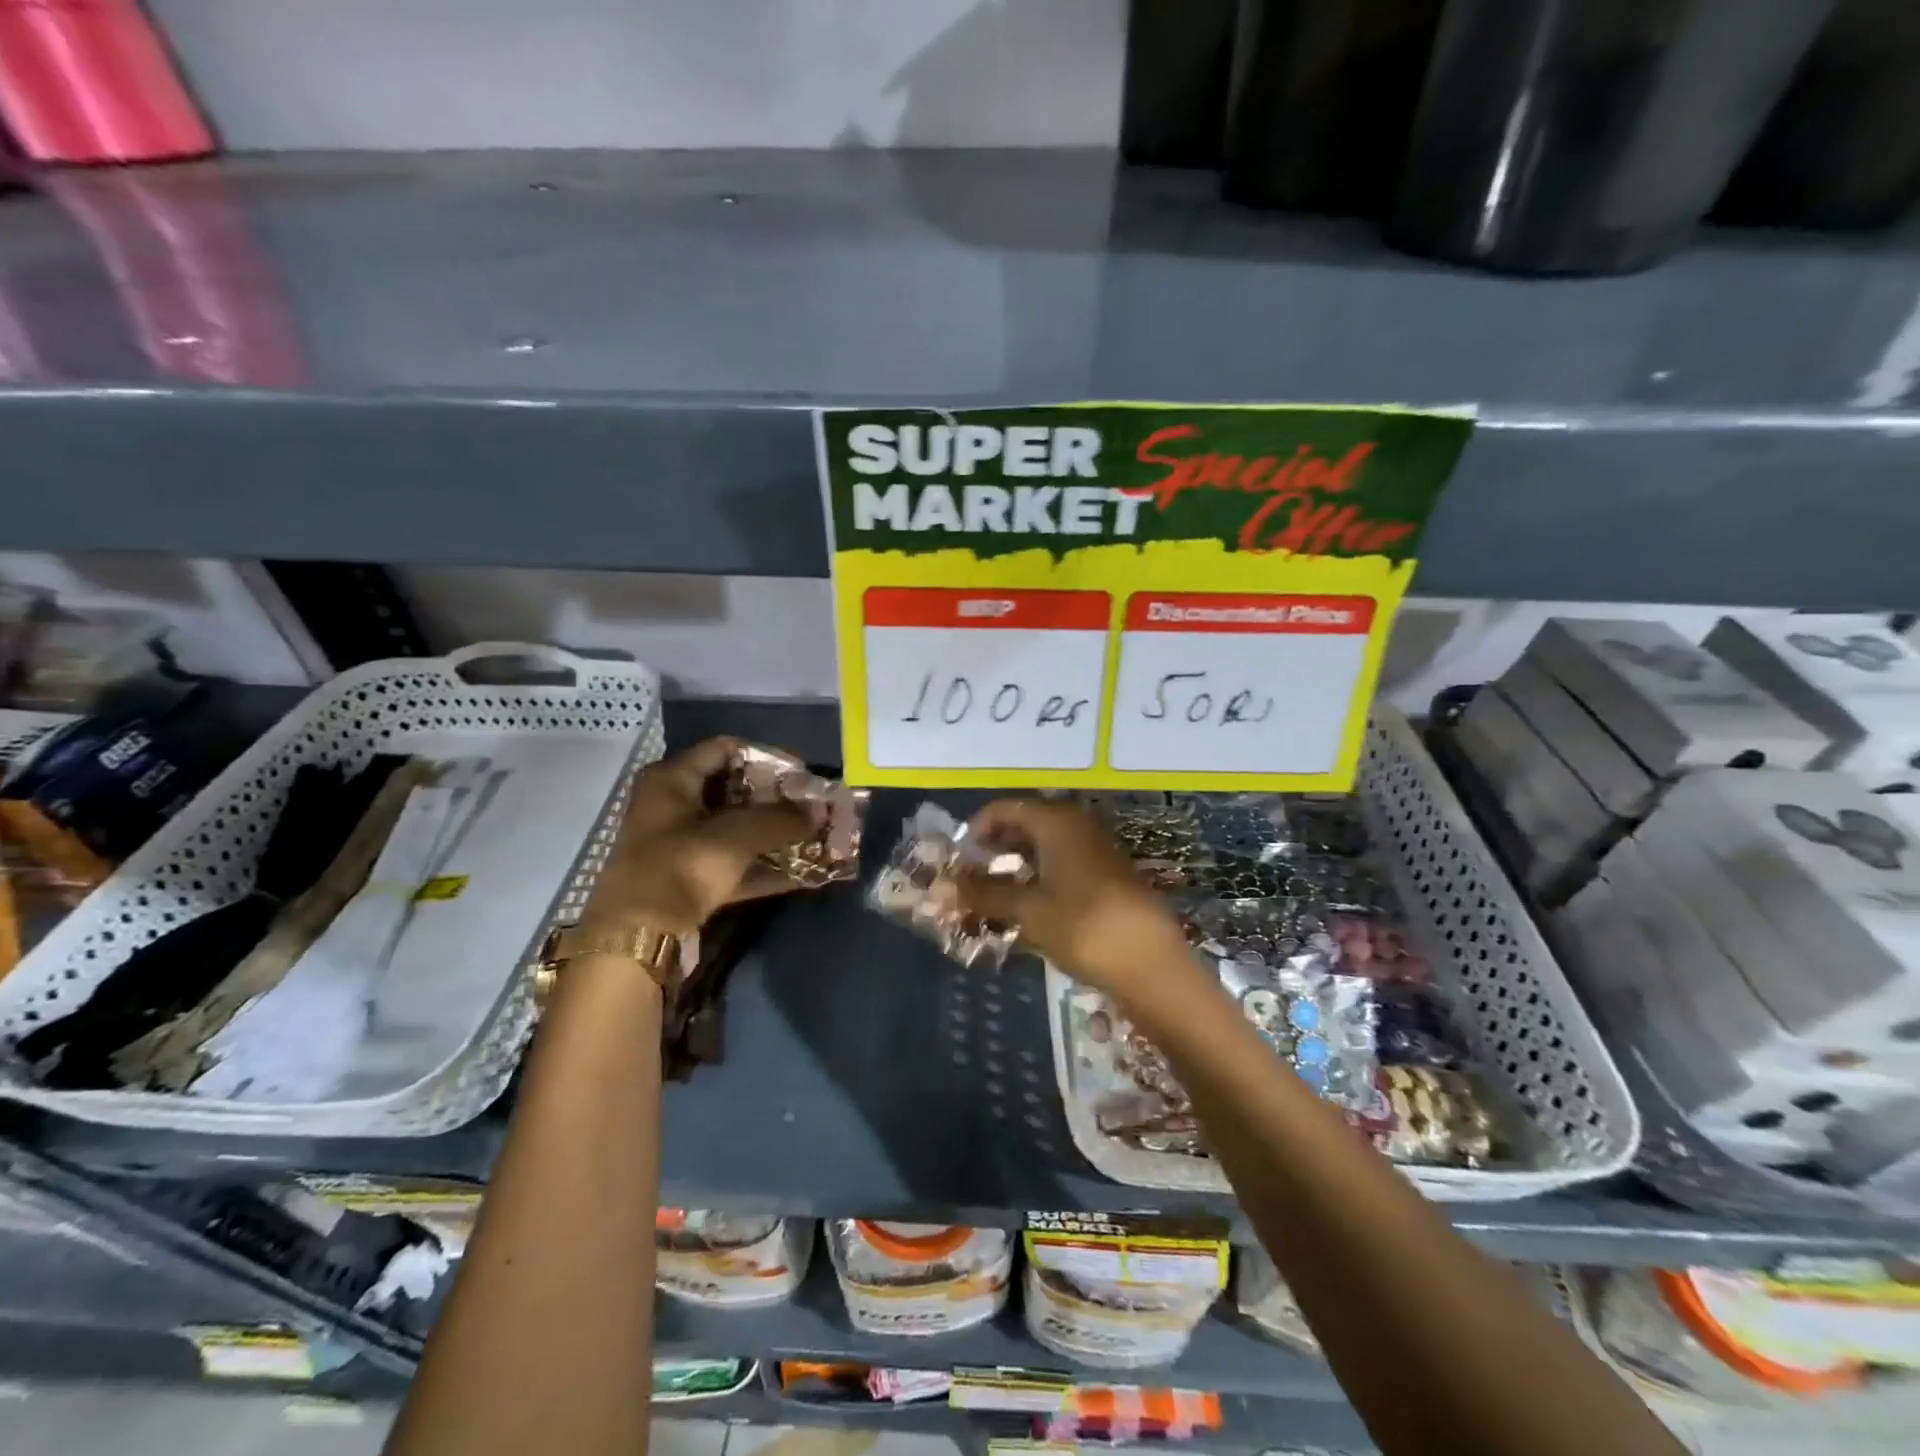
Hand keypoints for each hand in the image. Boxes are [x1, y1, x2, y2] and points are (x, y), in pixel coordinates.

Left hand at [578, 738, 813, 938]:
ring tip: (812, 838)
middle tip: (811, 808)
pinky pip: (732, 863)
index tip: (802, 774)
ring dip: (773, 834)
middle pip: (732, 789)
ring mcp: (678, 844)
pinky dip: (761, 866)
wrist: (635, 938)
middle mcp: (671, 804)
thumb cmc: (680, 867)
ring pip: (734, 829)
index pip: (725, 749)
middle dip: (775, 799)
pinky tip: (798, 874)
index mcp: (671, 779)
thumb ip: (781, 819)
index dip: (766, 757)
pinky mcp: (687, 879)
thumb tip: (820, 810)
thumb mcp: (736, 836)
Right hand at [953, 799, 1191, 1003]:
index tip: (956, 860)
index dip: (976, 830)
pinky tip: (1025, 906)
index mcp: (1056, 821)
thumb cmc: (1083, 927)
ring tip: (991, 895)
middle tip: (969, 878)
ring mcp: (1095, 849)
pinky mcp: (1107, 875)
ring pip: (1044, 846)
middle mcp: (1077, 825)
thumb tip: (944, 886)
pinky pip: (1062, 863)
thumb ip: (984, 894)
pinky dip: (1038, 877)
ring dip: (1015, 865)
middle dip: (994, 848)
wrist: (1151, 964)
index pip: (1005, 809)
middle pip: (1025, 824)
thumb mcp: (1028, 910)